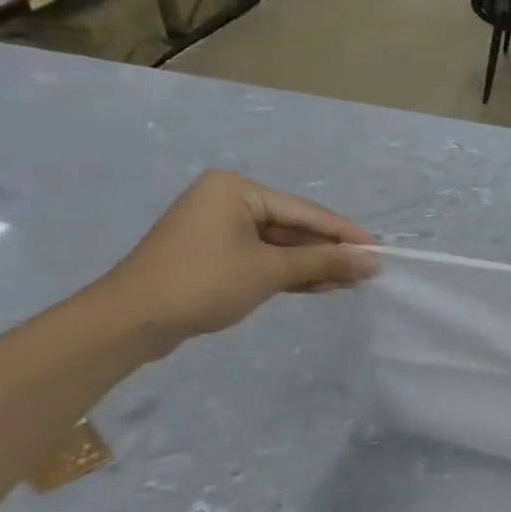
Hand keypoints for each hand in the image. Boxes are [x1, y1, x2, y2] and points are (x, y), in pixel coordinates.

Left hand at [94, 170, 377, 356]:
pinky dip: (289, 272)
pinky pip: (262, 257)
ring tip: (350, 284)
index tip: (380, 252)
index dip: (345, 234)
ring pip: (280, 245)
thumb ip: (324, 263)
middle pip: (294, 227)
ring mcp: (219, 228)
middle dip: (329, 252)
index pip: (305, 212)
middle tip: (367, 273)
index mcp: (237, 190)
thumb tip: (371, 262)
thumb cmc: (204, 282)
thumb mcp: (271, 271)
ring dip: (312, 265)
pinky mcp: (214, 254)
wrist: (131, 321)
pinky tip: (320, 286)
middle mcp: (228, 200)